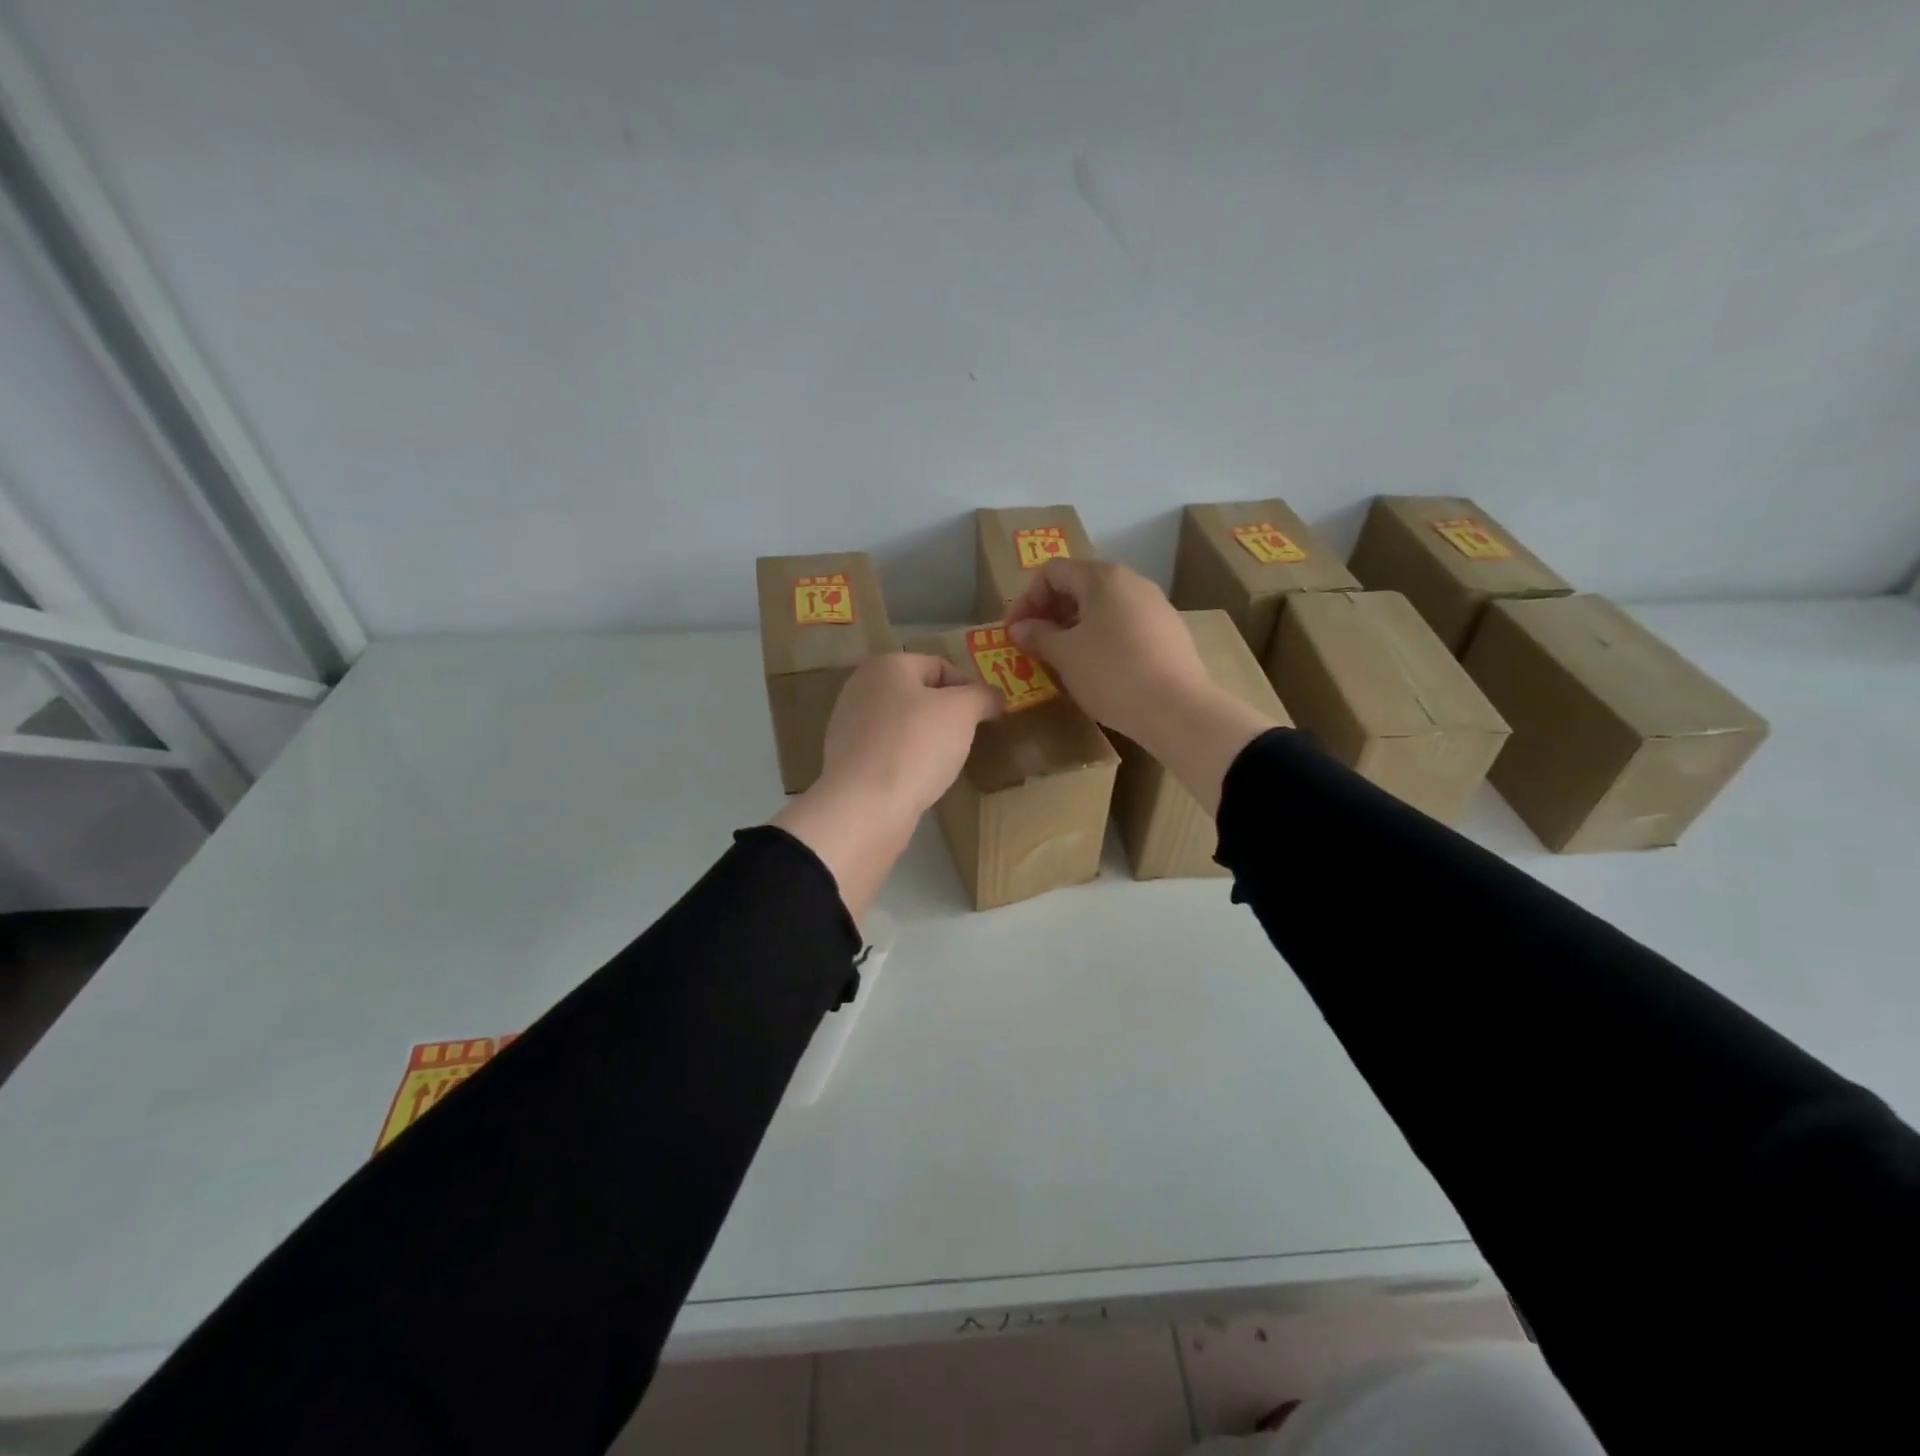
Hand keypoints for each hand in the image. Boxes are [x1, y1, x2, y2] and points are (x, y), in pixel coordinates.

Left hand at [773, 653, 1001, 917]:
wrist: (865, 807)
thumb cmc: (915, 746)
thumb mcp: (962, 712)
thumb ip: (982, 696)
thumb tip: (994, 697)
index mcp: (885, 665)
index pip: (941, 666)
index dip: (970, 689)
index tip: (988, 717)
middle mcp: (861, 688)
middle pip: (920, 695)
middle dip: (948, 715)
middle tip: (969, 739)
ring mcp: (849, 726)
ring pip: (904, 725)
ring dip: (928, 740)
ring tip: (946, 763)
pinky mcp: (848, 761)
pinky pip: (890, 752)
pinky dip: (908, 761)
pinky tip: (920, 779)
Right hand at [1005, 559, 1279, 814]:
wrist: (1177, 709)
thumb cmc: (1112, 674)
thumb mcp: (1065, 655)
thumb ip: (1038, 635)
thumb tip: (1020, 627)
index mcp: (1103, 577)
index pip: (1052, 572)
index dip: (1026, 599)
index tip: (1014, 632)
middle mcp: (1132, 582)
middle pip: (1079, 586)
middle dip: (1049, 613)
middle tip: (1033, 645)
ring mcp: (1155, 606)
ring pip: (1102, 607)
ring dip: (1073, 627)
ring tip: (1060, 659)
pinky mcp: (1169, 632)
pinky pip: (1124, 625)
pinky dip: (1100, 638)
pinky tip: (1095, 669)